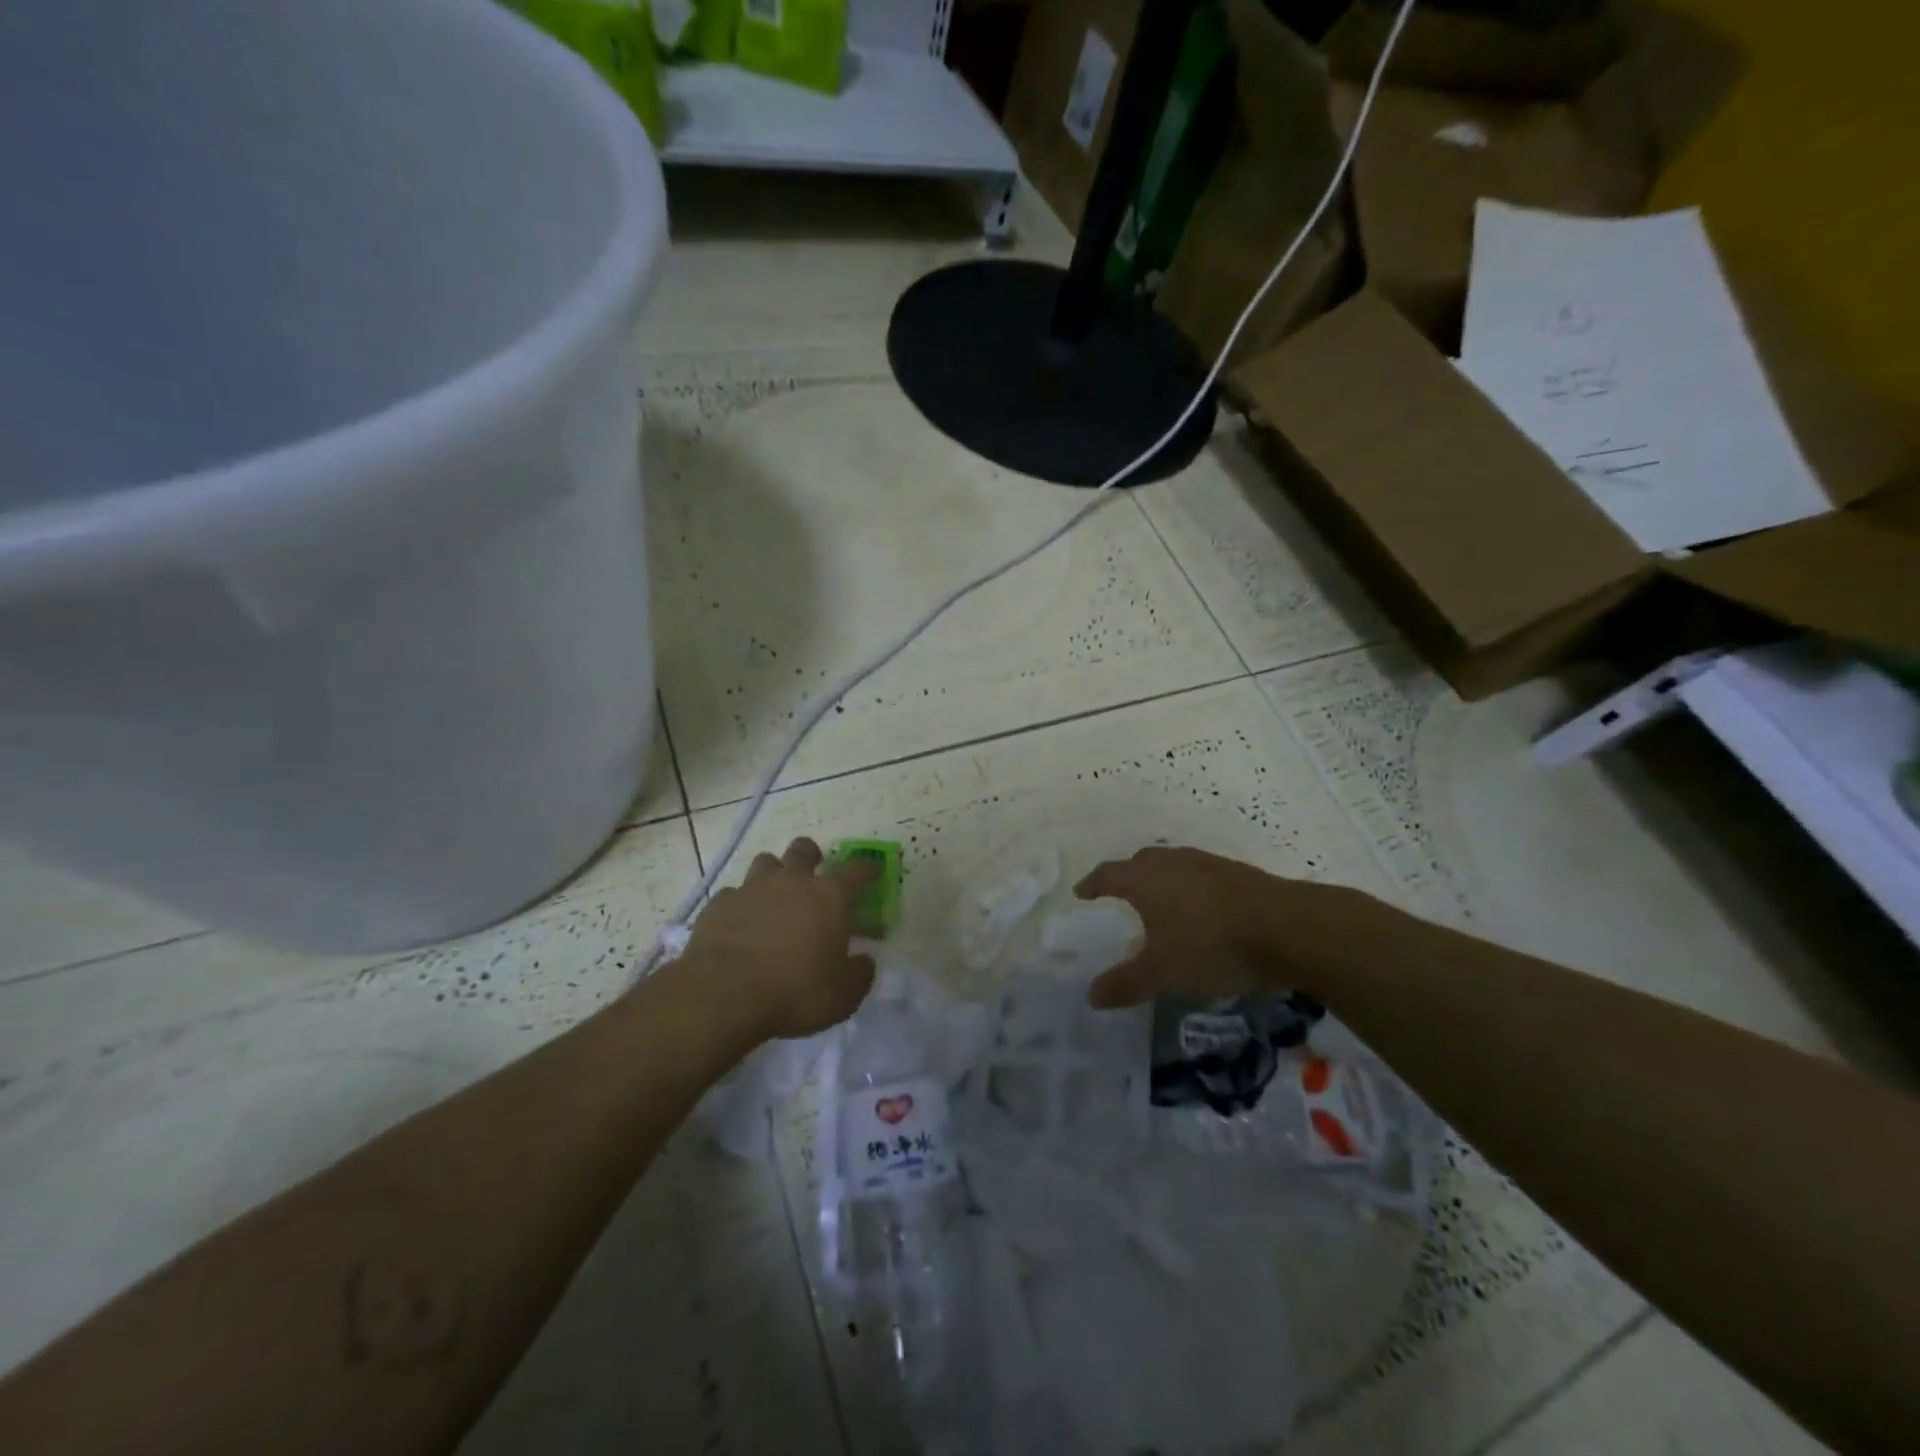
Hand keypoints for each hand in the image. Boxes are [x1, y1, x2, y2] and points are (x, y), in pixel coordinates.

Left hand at [683, 837, 879, 1041]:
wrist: (724, 995)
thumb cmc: (795, 992)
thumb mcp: (843, 995)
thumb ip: (859, 974)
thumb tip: (864, 961)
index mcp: (829, 897)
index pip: (857, 871)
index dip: (867, 869)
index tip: (872, 872)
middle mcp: (791, 882)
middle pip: (803, 849)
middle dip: (811, 856)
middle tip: (812, 873)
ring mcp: (751, 889)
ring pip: (765, 862)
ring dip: (773, 873)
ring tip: (773, 895)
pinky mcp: (718, 905)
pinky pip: (732, 893)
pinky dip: (740, 903)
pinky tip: (739, 923)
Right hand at [1074, 846, 1380, 1008]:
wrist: (1286, 927)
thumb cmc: (1210, 945)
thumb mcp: (1163, 973)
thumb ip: (1126, 983)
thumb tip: (1090, 995)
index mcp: (1145, 879)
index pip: (1109, 874)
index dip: (1093, 884)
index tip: (1081, 892)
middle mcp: (1172, 862)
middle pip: (1141, 862)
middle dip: (1127, 876)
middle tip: (1119, 893)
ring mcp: (1207, 863)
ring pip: (1173, 865)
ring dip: (1161, 879)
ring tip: (1160, 900)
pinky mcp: (1237, 873)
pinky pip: (1200, 874)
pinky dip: (1190, 887)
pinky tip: (1201, 908)